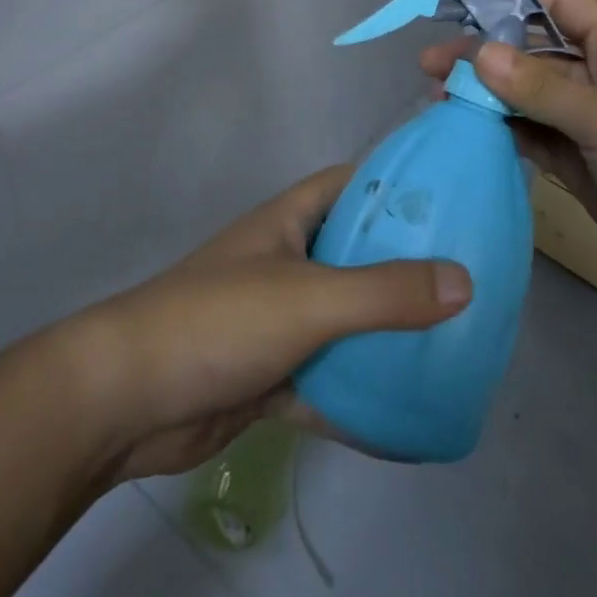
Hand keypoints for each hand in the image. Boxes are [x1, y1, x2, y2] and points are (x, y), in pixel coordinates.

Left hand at [62, 166, 471, 482]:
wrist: (127, 400)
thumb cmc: (219, 320)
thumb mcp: (309, 298)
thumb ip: (385, 292)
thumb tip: (466, 281)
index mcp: (291, 220)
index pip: (354, 183)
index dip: (399, 185)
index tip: (454, 200)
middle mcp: (288, 260)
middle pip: (358, 253)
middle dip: (406, 266)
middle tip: (469, 279)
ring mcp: (279, 318)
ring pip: (347, 318)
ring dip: (387, 331)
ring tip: (453, 341)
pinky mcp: (271, 372)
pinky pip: (329, 376)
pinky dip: (360, 392)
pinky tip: (407, 412)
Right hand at [421, 0, 596, 316]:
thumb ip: (540, 88)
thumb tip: (479, 54)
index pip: (553, 5)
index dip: (507, 2)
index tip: (455, 9)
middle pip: (530, 54)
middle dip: (482, 57)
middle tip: (428, 68)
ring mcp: (587, 121)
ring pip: (525, 98)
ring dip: (485, 98)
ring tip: (435, 101)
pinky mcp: (579, 162)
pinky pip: (532, 137)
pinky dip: (501, 134)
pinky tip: (465, 134)